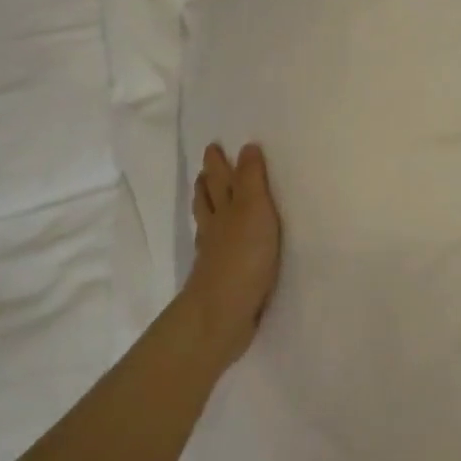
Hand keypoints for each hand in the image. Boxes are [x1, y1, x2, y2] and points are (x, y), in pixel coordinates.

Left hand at [185, 142, 280, 364]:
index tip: (214, 147)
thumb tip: (246, 147)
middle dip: (208, 183)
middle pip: (209, 200)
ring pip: (209, 224)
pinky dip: (215, 240)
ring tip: (206, 198)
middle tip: (206, 169)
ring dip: (207, 208)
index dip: (219, 164)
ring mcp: (214, 255)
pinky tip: (218, 244)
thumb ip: (252, 180)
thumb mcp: (255, 209)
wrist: (223, 313)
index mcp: (225, 209)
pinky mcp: (220, 279)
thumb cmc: (243, 257)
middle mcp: (216, 228)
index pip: (221, 180)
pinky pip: (215, 250)